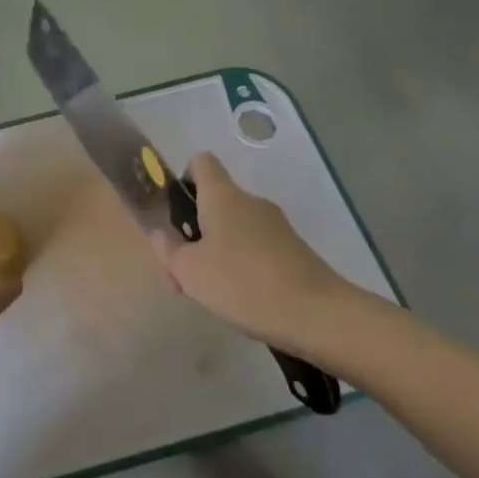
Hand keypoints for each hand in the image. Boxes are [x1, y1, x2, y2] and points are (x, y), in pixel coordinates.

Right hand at [150, 154, 361, 364]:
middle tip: (182, 277)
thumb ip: (168, 250)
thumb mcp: (189, 271)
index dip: (184, 180)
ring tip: (209, 297)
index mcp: (222, 195)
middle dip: (193, 236)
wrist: (317, 315)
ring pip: (234, 230)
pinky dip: (242, 268)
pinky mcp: (294, 251)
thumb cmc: (242, 282)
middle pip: (214, 204)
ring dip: (215, 256)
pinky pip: (256, 249)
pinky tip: (241, 302)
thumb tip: (161, 234)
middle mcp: (250, 201)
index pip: (200, 163)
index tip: (176, 214)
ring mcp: (276, 226)